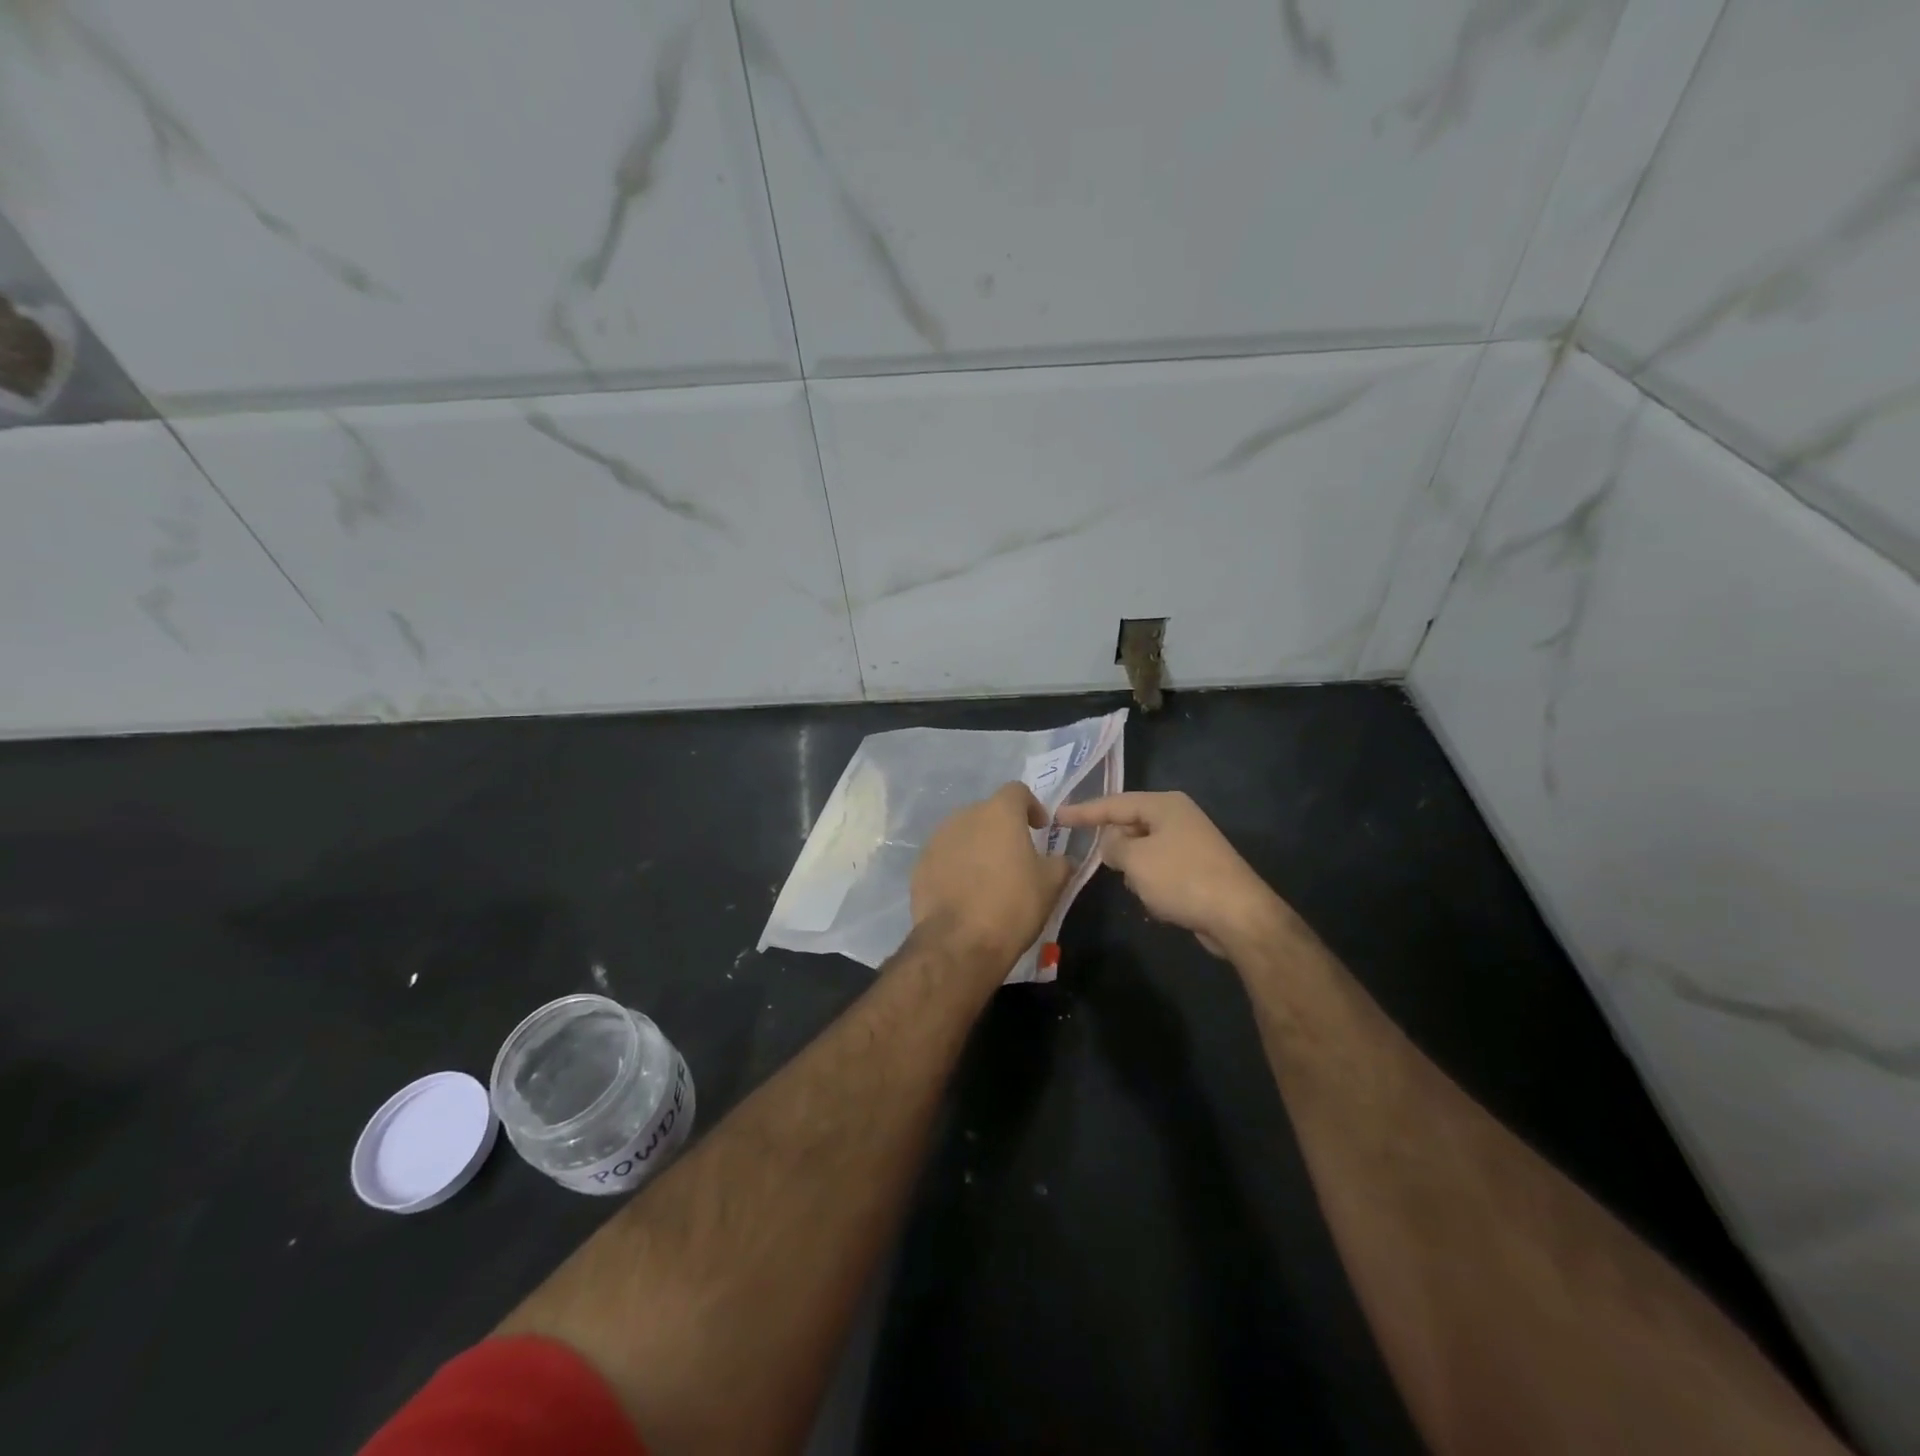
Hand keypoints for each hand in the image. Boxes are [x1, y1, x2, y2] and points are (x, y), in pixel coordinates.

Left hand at [912, 783, 1074, 973]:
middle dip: (1002, 829)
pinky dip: (957, 866)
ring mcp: (938, 839)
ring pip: (964, 834)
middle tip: (1015, 857)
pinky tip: (965, 892)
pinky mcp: (920, 864)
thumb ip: (1060, 862)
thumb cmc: (1012, 905)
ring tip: (989, 877)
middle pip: (988, 812)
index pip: (1017, 791)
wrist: (959, 942)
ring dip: (978, 847)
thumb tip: (1061, 859)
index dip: (1031, 807)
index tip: (1040, 829)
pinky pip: (945, 856)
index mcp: (999, 812)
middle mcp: (964, 816)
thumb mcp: (1051, 884)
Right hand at [1054, 791, 1282, 956]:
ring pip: (1144, 851)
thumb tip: (1111, 845)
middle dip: (1115, 846)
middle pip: (1130, 825)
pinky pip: (1160, 870)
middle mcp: (1178, 818)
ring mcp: (1190, 844)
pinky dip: (1152, 884)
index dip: (1084, 811)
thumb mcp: (1135, 859)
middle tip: (1102, 864)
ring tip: (1140, 888)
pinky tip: (1158, 903)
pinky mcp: (1197, 870)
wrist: (1238, 916)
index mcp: (1164, 805)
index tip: (1057, 817)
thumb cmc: (1182, 879)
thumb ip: (1112, 846)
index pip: (1114, 803)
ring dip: (1135, 870)